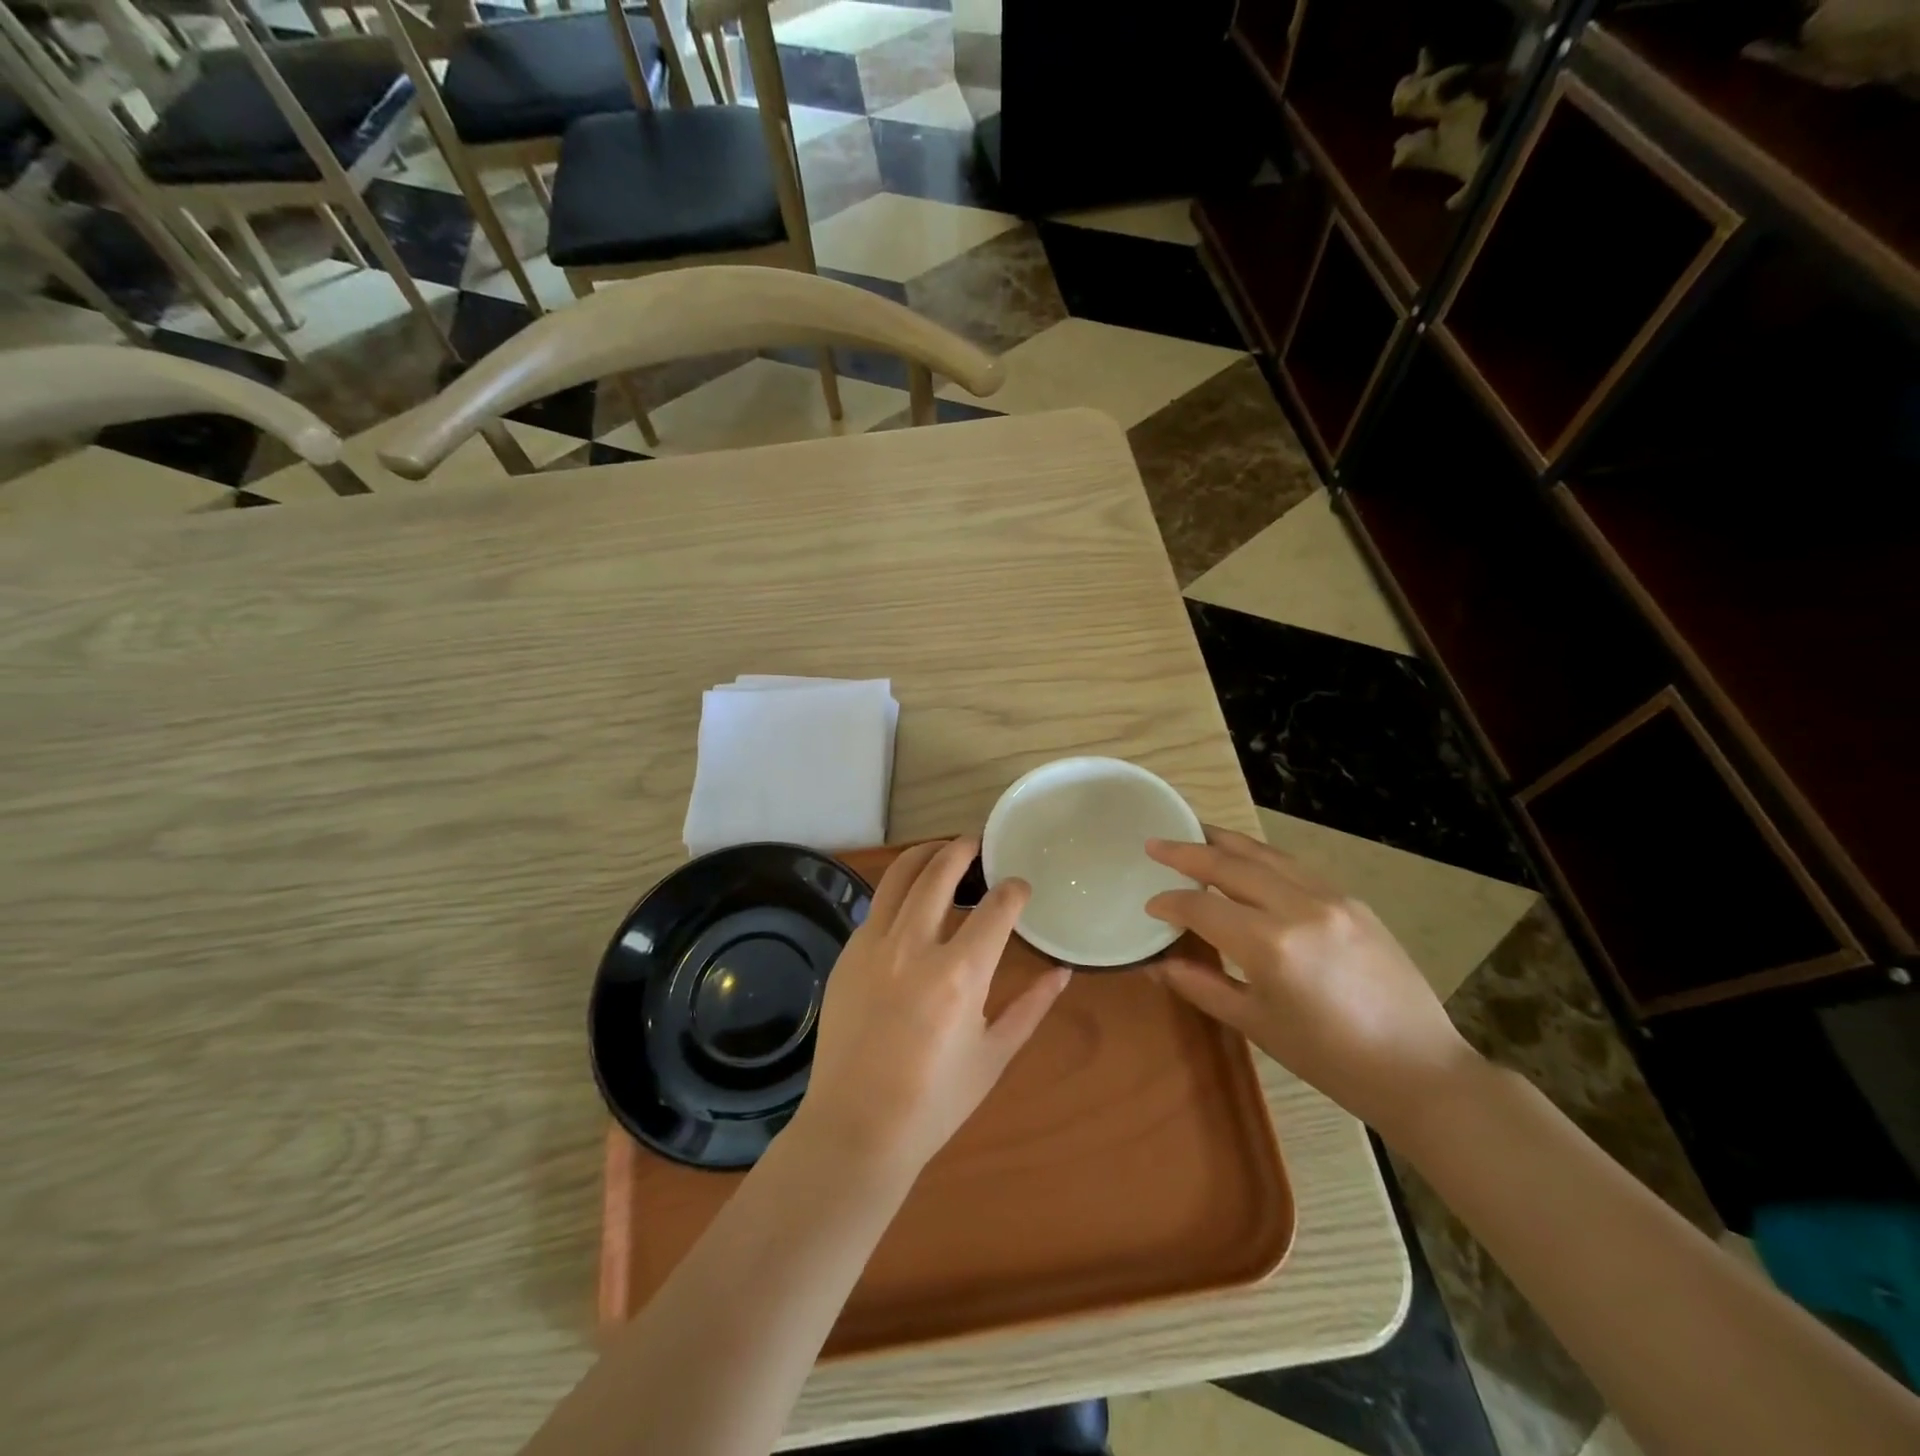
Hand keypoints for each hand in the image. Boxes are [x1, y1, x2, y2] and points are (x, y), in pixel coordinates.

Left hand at [795, 837, 1072, 1175]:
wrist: (855, 1128)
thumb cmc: (934, 1101)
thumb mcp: (995, 1055)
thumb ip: (1032, 1007)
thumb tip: (1063, 972)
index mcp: (960, 974)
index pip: (997, 906)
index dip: (1014, 889)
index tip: (1020, 888)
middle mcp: (914, 945)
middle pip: (941, 870)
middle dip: (965, 848)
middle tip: (979, 845)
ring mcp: (874, 945)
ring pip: (900, 874)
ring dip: (926, 854)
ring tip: (944, 853)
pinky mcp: (848, 953)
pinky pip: (877, 906)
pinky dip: (899, 892)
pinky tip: (911, 904)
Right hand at [1143, 826, 1480, 1137]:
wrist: (1419, 1070)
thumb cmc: (1330, 1059)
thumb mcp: (1257, 1025)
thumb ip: (1202, 985)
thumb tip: (1157, 964)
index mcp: (1270, 945)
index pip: (1202, 907)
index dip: (1170, 903)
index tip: (1151, 905)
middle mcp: (1298, 907)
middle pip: (1230, 865)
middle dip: (1187, 852)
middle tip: (1154, 844)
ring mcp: (1331, 898)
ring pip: (1265, 854)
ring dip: (1225, 842)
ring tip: (1195, 832)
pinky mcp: (1353, 900)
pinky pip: (1295, 867)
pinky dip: (1262, 858)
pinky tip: (1248, 861)